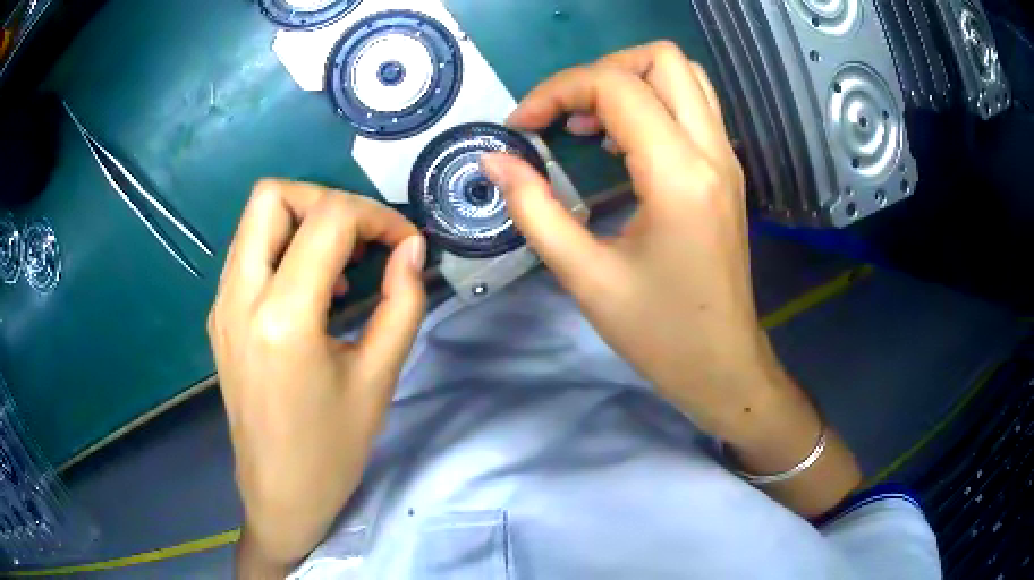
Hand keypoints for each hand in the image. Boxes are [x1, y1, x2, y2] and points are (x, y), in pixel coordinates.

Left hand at [208, 180, 426, 570]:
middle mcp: (239, 298)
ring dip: (303, 220)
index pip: (327, 219)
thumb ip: (402, 304)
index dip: (375, 216)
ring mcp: (222, 305)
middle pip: (271, 196)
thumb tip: (411, 249)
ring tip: (341, 263)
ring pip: (254, 219)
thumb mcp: (378, 379)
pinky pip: (248, 252)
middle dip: (325, 199)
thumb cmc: (331, 450)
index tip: (404, 242)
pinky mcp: (219, 316)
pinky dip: (284, 247)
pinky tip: (312, 290)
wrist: (278, 493)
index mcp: (282, 318)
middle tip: (361, 237)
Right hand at [482, 42, 860, 514]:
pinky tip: (619, 143)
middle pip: (663, 59)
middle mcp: (712, 152)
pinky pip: (692, 106)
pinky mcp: (726, 171)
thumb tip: (494, 160)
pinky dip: (651, 103)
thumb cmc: (659, 334)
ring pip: (684, 75)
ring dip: (630, 81)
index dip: (557, 90)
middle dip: (601, 70)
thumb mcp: (585, 276)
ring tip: (587, 123)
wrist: (723, 365)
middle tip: (564, 112)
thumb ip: (534, 209)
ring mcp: (726, 158)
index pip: (616, 87)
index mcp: (679, 176)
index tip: (522, 125)